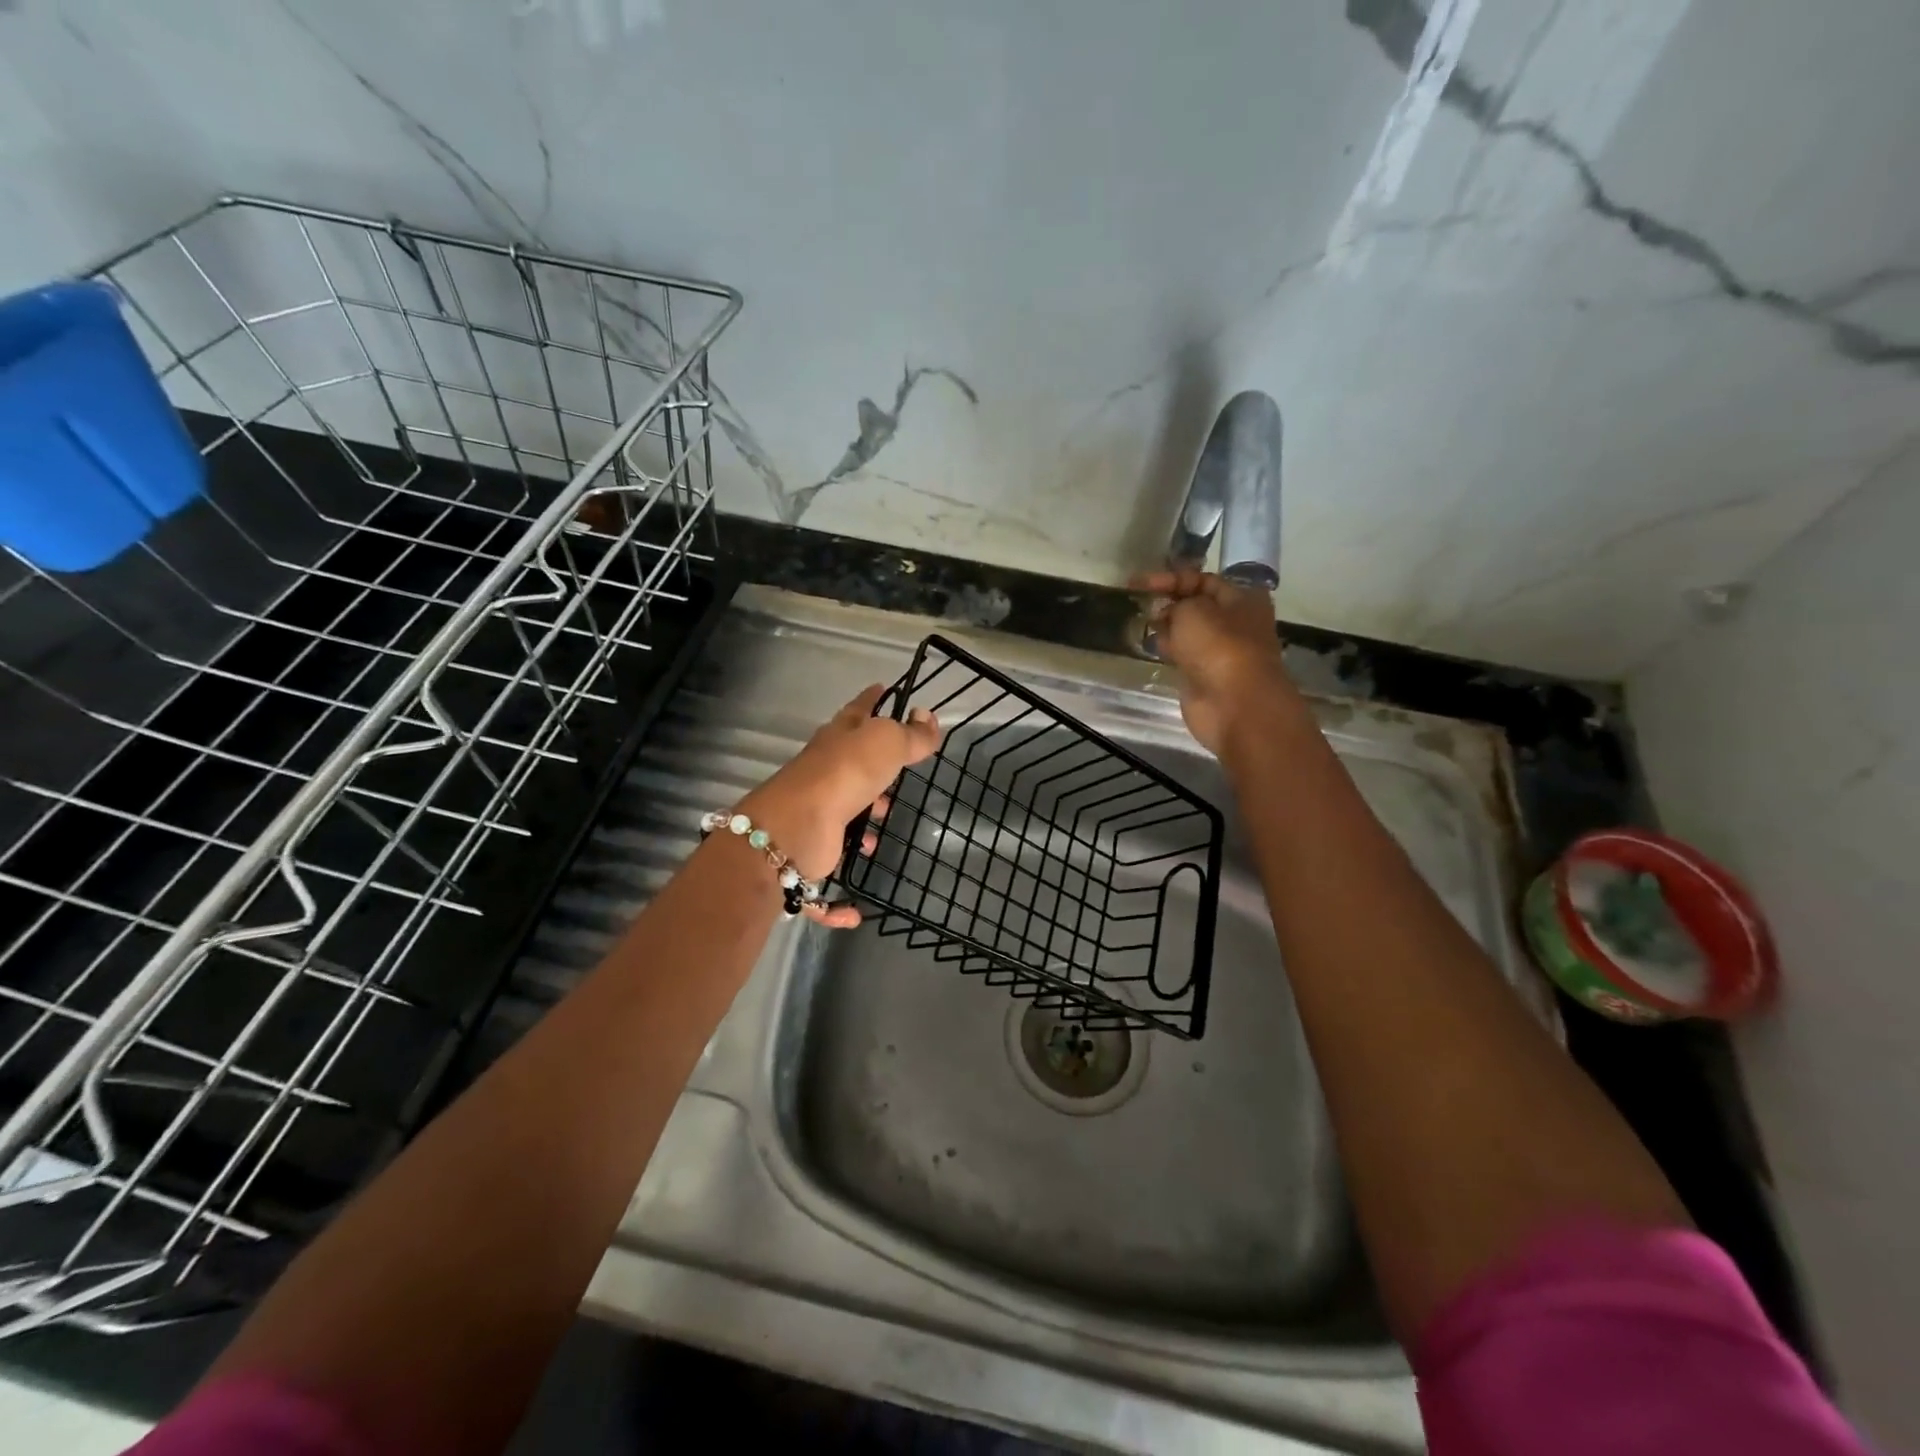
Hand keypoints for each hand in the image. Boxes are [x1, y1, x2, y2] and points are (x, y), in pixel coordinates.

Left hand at [738, 685, 940, 926]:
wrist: (792, 831)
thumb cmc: (843, 777)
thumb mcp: (885, 745)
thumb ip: (910, 735)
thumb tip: (928, 717)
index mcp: (839, 741)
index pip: (860, 711)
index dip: (874, 698)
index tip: (886, 689)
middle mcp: (824, 775)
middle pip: (850, 765)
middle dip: (873, 769)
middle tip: (897, 777)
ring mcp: (815, 815)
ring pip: (839, 816)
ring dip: (860, 825)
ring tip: (880, 834)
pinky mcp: (808, 857)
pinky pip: (823, 886)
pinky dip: (836, 903)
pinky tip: (855, 911)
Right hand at [1134, 569, 1294, 754]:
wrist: (1233, 704)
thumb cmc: (1218, 647)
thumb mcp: (1193, 609)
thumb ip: (1177, 603)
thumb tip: (1170, 613)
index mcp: (1242, 600)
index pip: (1203, 580)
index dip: (1170, 579)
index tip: (1138, 584)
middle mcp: (1236, 623)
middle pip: (1197, 606)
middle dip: (1169, 603)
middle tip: (1142, 604)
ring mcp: (1221, 652)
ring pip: (1189, 632)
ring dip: (1167, 627)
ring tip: (1142, 623)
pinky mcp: (1206, 676)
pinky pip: (1184, 655)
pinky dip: (1169, 649)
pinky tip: (1151, 646)